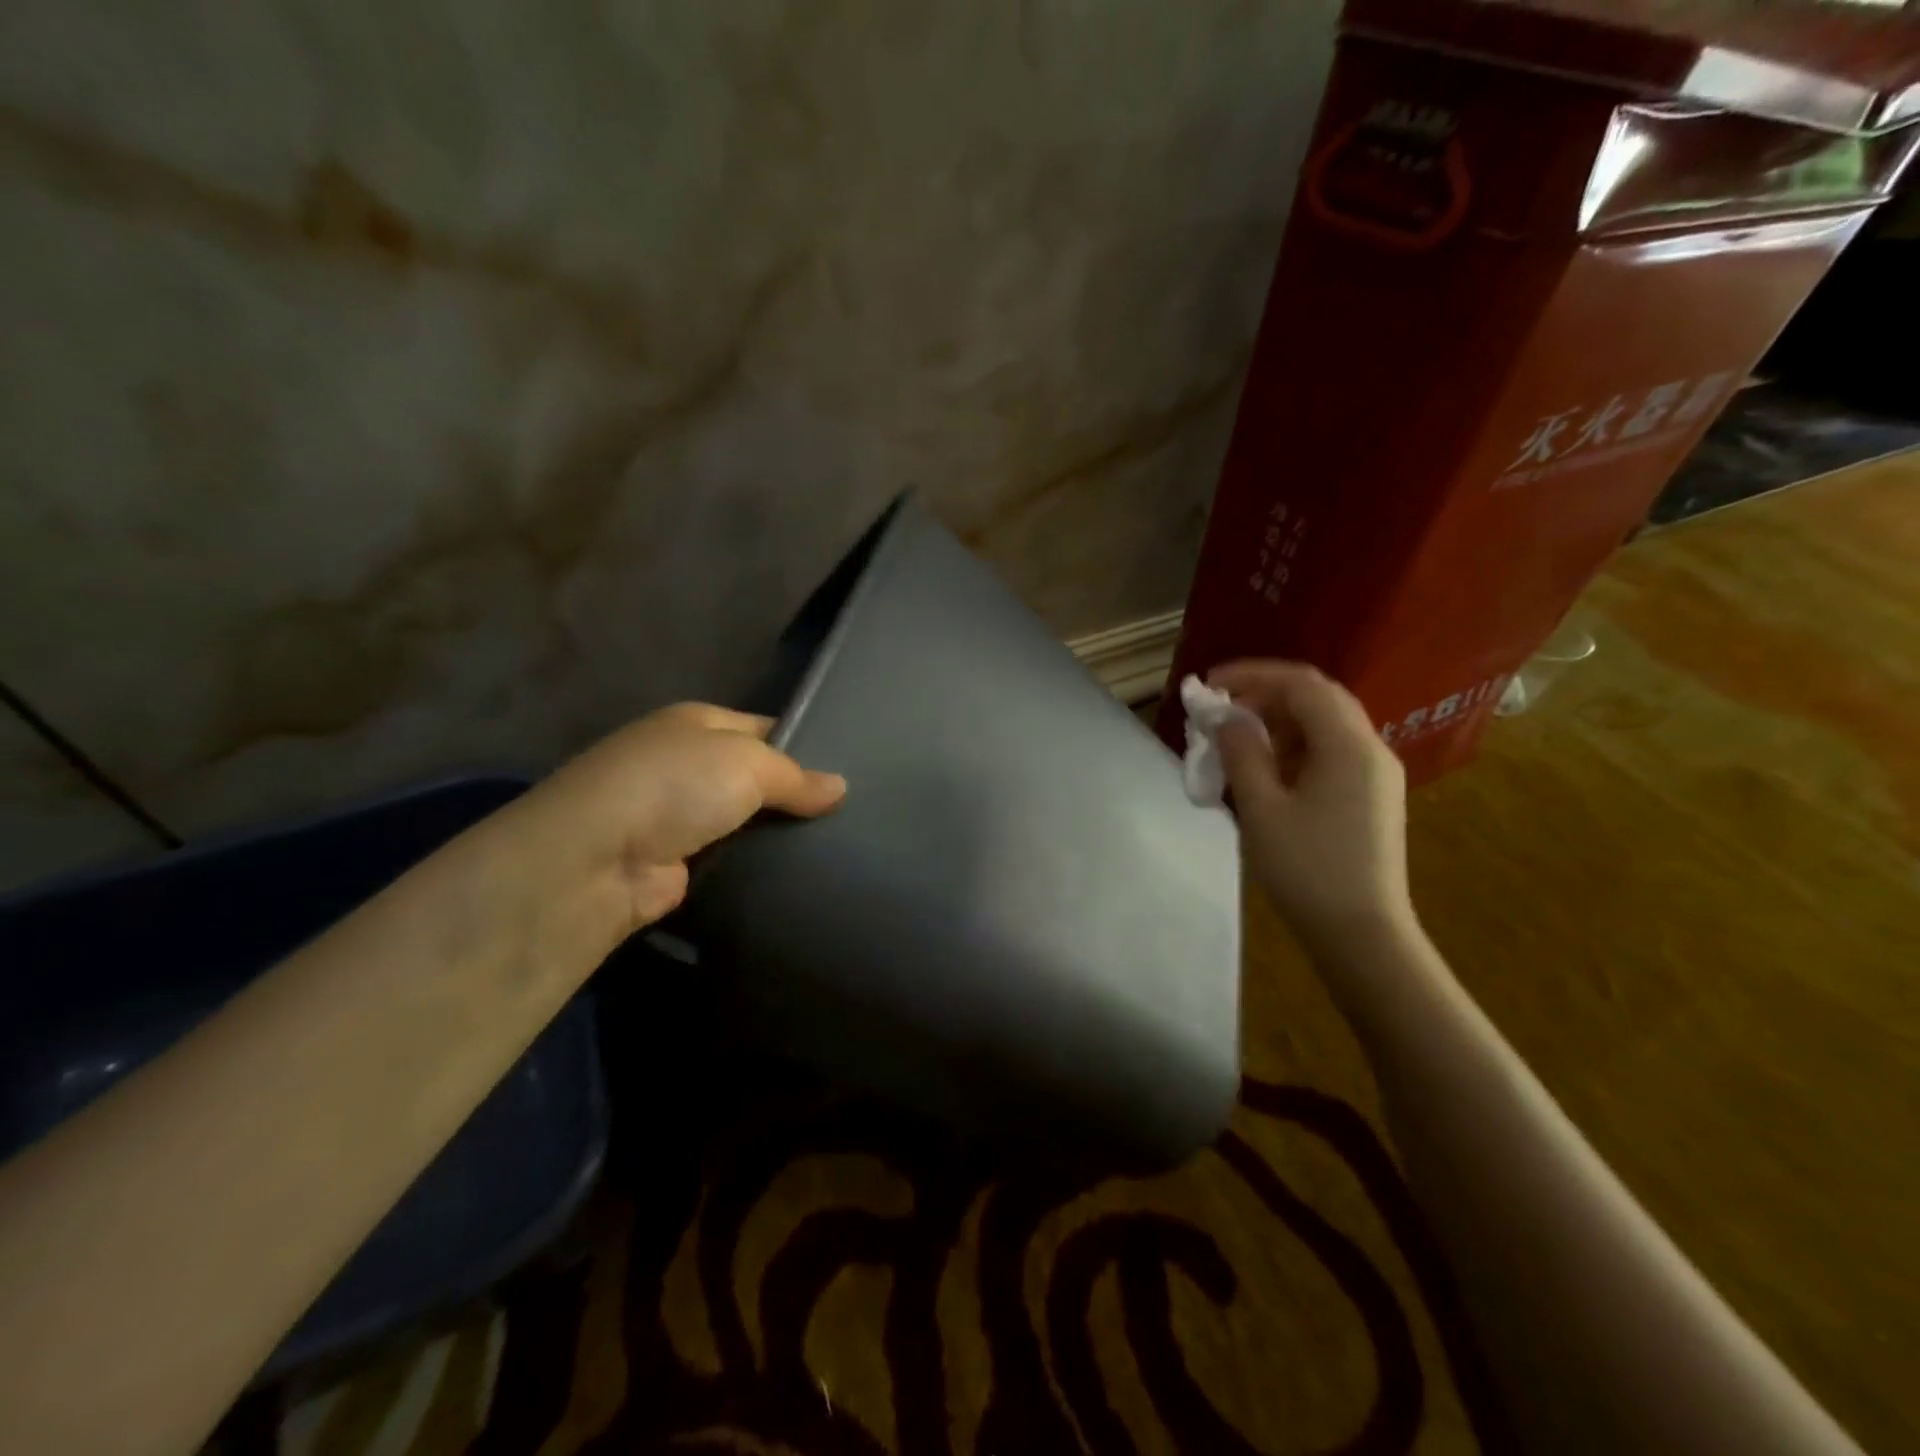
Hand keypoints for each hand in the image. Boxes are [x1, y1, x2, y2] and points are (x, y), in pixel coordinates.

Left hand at [514, 703, 845, 940]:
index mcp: (697, 722)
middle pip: (755, 776)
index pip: (764, 727)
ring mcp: (677, 814)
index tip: (849, 770)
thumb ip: (796, 776)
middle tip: (851, 814)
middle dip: (795, 794)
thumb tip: (841, 788)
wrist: (597, 859)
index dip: (804, 745)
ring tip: (836, 846)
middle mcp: (685, 763)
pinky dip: (757, 865)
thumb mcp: (748, 762)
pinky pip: (731, 856)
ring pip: (745, 820)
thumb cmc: (676, 785)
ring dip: (777, 833)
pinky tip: (797, 873)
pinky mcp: (676, 861)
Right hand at [1210, 661, 1414, 956]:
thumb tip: (1227, 718)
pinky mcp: (1371, 796)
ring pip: (1324, 725)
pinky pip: (1331, 752)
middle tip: (1220, 711)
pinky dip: (1294, 746)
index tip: (1210, 685)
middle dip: (1265, 694)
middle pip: (1317, 698)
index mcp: (1348, 745)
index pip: (1301, 684)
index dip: (1253, 675)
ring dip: (1278, 721)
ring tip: (1235, 741)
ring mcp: (1375, 773)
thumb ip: (1242, 753)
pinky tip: (1265, 770)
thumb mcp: (1262, 809)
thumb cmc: (1307, 869)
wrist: (1362, 933)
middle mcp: (1370, 748)